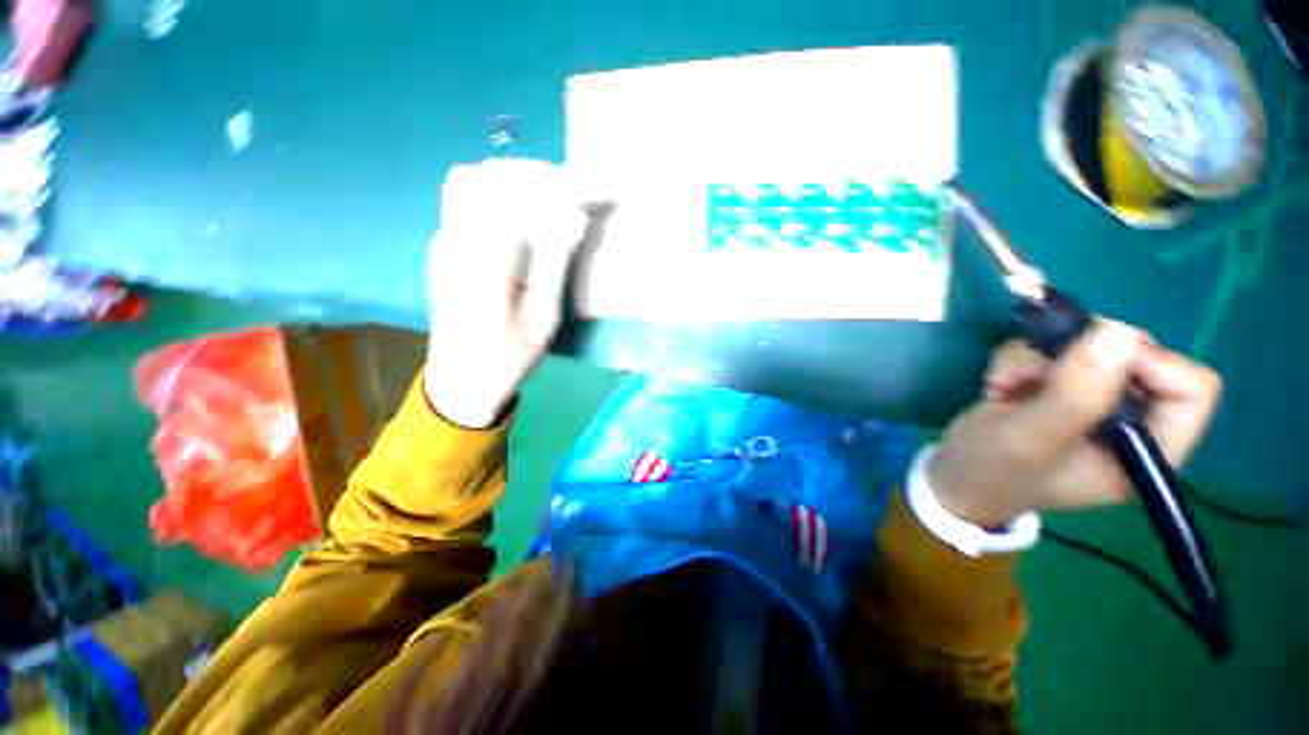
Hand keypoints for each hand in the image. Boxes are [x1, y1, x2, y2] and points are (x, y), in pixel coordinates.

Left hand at [424, 159, 591, 428]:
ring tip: (548, 198)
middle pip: (492, 177)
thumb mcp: (544, 316)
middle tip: (575, 193)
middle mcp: (456, 240)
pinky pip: (462, 196)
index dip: (560, 188)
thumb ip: (557, 261)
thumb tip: (576, 216)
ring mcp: (442, 240)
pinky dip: (495, 191)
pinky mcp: (441, 245)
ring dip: (513, 179)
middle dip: (539, 176)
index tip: (592, 191)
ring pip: (471, 179)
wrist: (461, 379)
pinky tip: (519, 212)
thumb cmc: (510, 355)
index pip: (520, 198)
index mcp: (485, 261)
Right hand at [929, 320, 1222, 527]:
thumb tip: (1119, 329)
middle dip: (1078, 356)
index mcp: (1146, 450)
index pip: (1190, 390)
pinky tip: (998, 384)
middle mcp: (1129, 422)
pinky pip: (1053, 352)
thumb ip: (1075, 393)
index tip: (1094, 358)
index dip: (1152, 364)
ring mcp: (1092, 403)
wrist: (952, 478)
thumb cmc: (994, 471)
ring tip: (1002, 382)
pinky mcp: (1058, 390)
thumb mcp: (1032, 438)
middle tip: (1034, 368)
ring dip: (1036, 357)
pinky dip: (1019, 360)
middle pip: (1137, 357)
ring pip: (1086, 349)